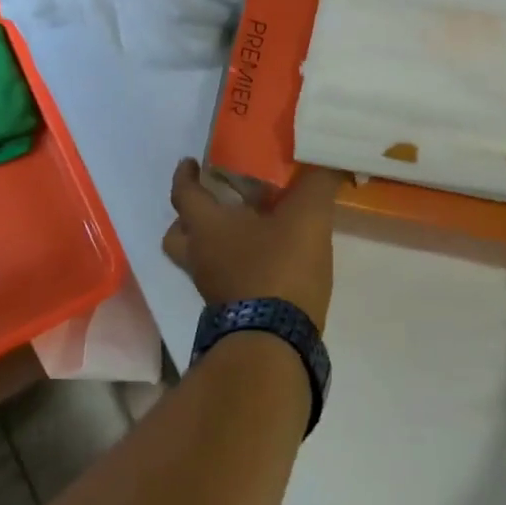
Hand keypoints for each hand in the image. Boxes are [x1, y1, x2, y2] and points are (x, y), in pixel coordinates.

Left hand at [163, 161, 345, 328]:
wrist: (274, 343)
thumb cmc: (279, 268)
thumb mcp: (307, 217)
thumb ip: (317, 184)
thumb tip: (328, 161)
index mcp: (207, 227)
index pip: (183, 194)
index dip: (185, 176)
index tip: (189, 162)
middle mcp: (201, 256)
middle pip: (177, 234)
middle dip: (189, 217)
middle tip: (213, 202)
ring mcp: (213, 288)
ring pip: (201, 259)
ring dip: (216, 243)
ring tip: (248, 230)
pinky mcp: (232, 311)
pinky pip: (225, 279)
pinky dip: (238, 266)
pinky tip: (267, 259)